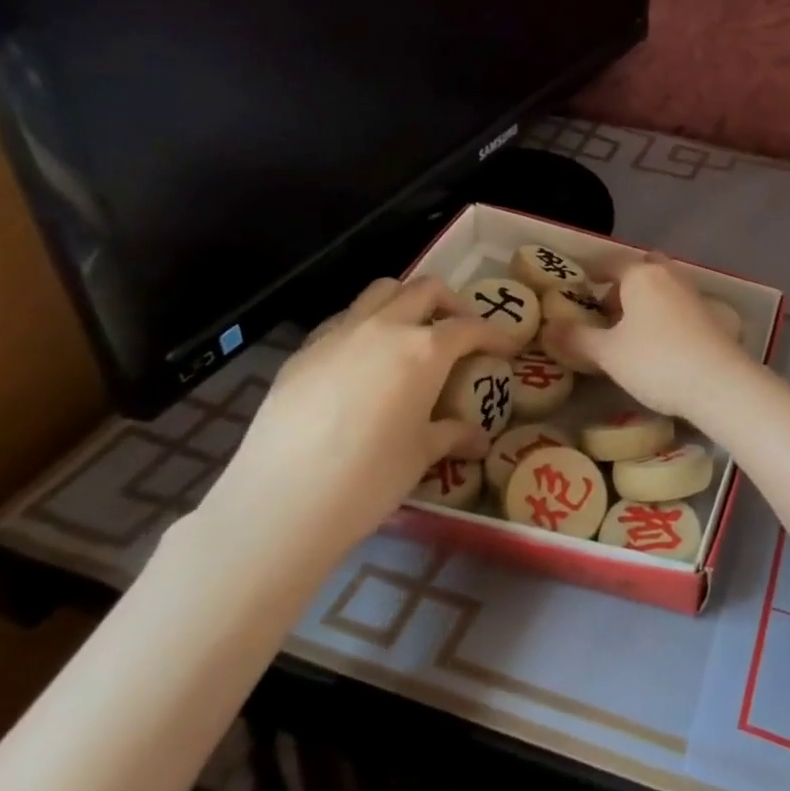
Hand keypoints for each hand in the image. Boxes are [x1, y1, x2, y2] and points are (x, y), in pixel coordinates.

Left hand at [195, 276, 518, 568]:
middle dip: (451, 303)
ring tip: (411, 336)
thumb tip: (480, 440)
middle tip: (460, 332)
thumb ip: (453, 435)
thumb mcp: (421, 455)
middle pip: (426, 289)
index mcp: (424, 349)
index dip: (495, 334)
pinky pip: (343, 321)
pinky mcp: (303, 352)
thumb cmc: (369, 478)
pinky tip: (363, 364)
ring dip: (405, 302)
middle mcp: (384, 328)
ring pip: (380, 292)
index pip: (470, 327)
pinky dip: (365, 327)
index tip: (507, 347)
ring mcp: (338, 334)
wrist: (282, 501)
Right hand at [541, 255, 751, 416]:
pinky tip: (655, 342)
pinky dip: (662, 314)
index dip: (592, 271)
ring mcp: (694, 295)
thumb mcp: (608, 353)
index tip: (578, 283)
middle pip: (642, 269)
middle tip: (604, 309)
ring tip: (626, 330)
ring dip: (643, 300)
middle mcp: (670, 276)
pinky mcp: (710, 317)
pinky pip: (677, 305)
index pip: (611, 262)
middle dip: (622, 284)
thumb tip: (548, 327)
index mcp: (642, 275)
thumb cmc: (657, 361)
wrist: (720, 384)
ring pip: (662, 287)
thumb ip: (576, 338)